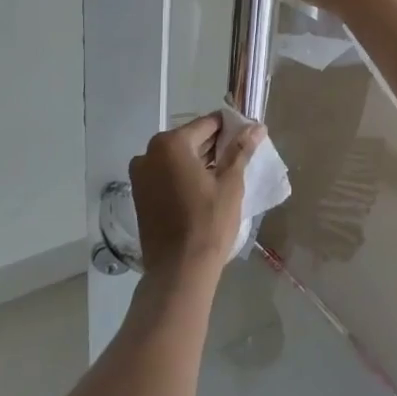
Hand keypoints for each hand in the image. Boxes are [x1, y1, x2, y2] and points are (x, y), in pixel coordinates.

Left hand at [128, 112, 261, 277]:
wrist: (179, 271)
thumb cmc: (208, 223)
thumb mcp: (230, 183)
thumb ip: (241, 150)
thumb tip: (256, 127)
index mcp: (171, 144)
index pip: (208, 124)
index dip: (231, 128)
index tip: (249, 135)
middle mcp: (149, 153)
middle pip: (190, 139)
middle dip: (215, 145)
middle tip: (240, 155)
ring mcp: (140, 175)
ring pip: (177, 158)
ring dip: (199, 161)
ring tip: (225, 173)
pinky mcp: (140, 195)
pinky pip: (166, 174)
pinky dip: (183, 175)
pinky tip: (204, 188)